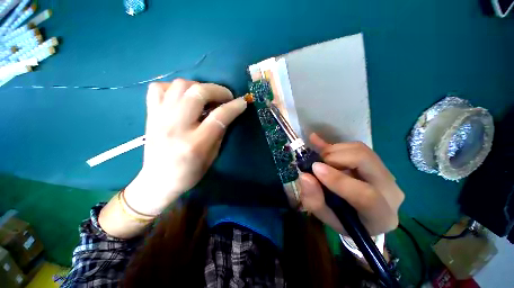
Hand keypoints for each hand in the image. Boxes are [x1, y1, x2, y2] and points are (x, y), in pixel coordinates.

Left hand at [124, 79, 246, 215]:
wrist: (157, 180)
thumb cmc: (189, 173)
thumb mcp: (212, 156)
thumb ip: (220, 133)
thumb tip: (227, 113)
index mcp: (195, 143)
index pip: (219, 116)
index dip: (234, 106)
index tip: (242, 102)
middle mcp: (176, 127)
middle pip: (198, 93)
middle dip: (217, 90)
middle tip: (226, 96)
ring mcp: (160, 118)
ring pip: (180, 85)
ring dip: (199, 86)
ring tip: (206, 96)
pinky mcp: (150, 114)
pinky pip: (158, 88)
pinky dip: (174, 87)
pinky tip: (183, 97)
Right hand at [299, 133, 403, 235]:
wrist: (361, 215)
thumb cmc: (344, 220)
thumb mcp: (325, 216)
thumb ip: (314, 200)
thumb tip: (305, 176)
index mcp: (381, 215)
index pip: (366, 195)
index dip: (338, 180)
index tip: (315, 168)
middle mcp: (390, 191)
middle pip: (365, 161)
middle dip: (335, 158)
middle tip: (317, 163)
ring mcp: (385, 173)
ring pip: (360, 150)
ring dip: (333, 150)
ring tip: (320, 159)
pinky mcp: (377, 162)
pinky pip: (356, 146)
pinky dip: (334, 145)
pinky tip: (316, 140)